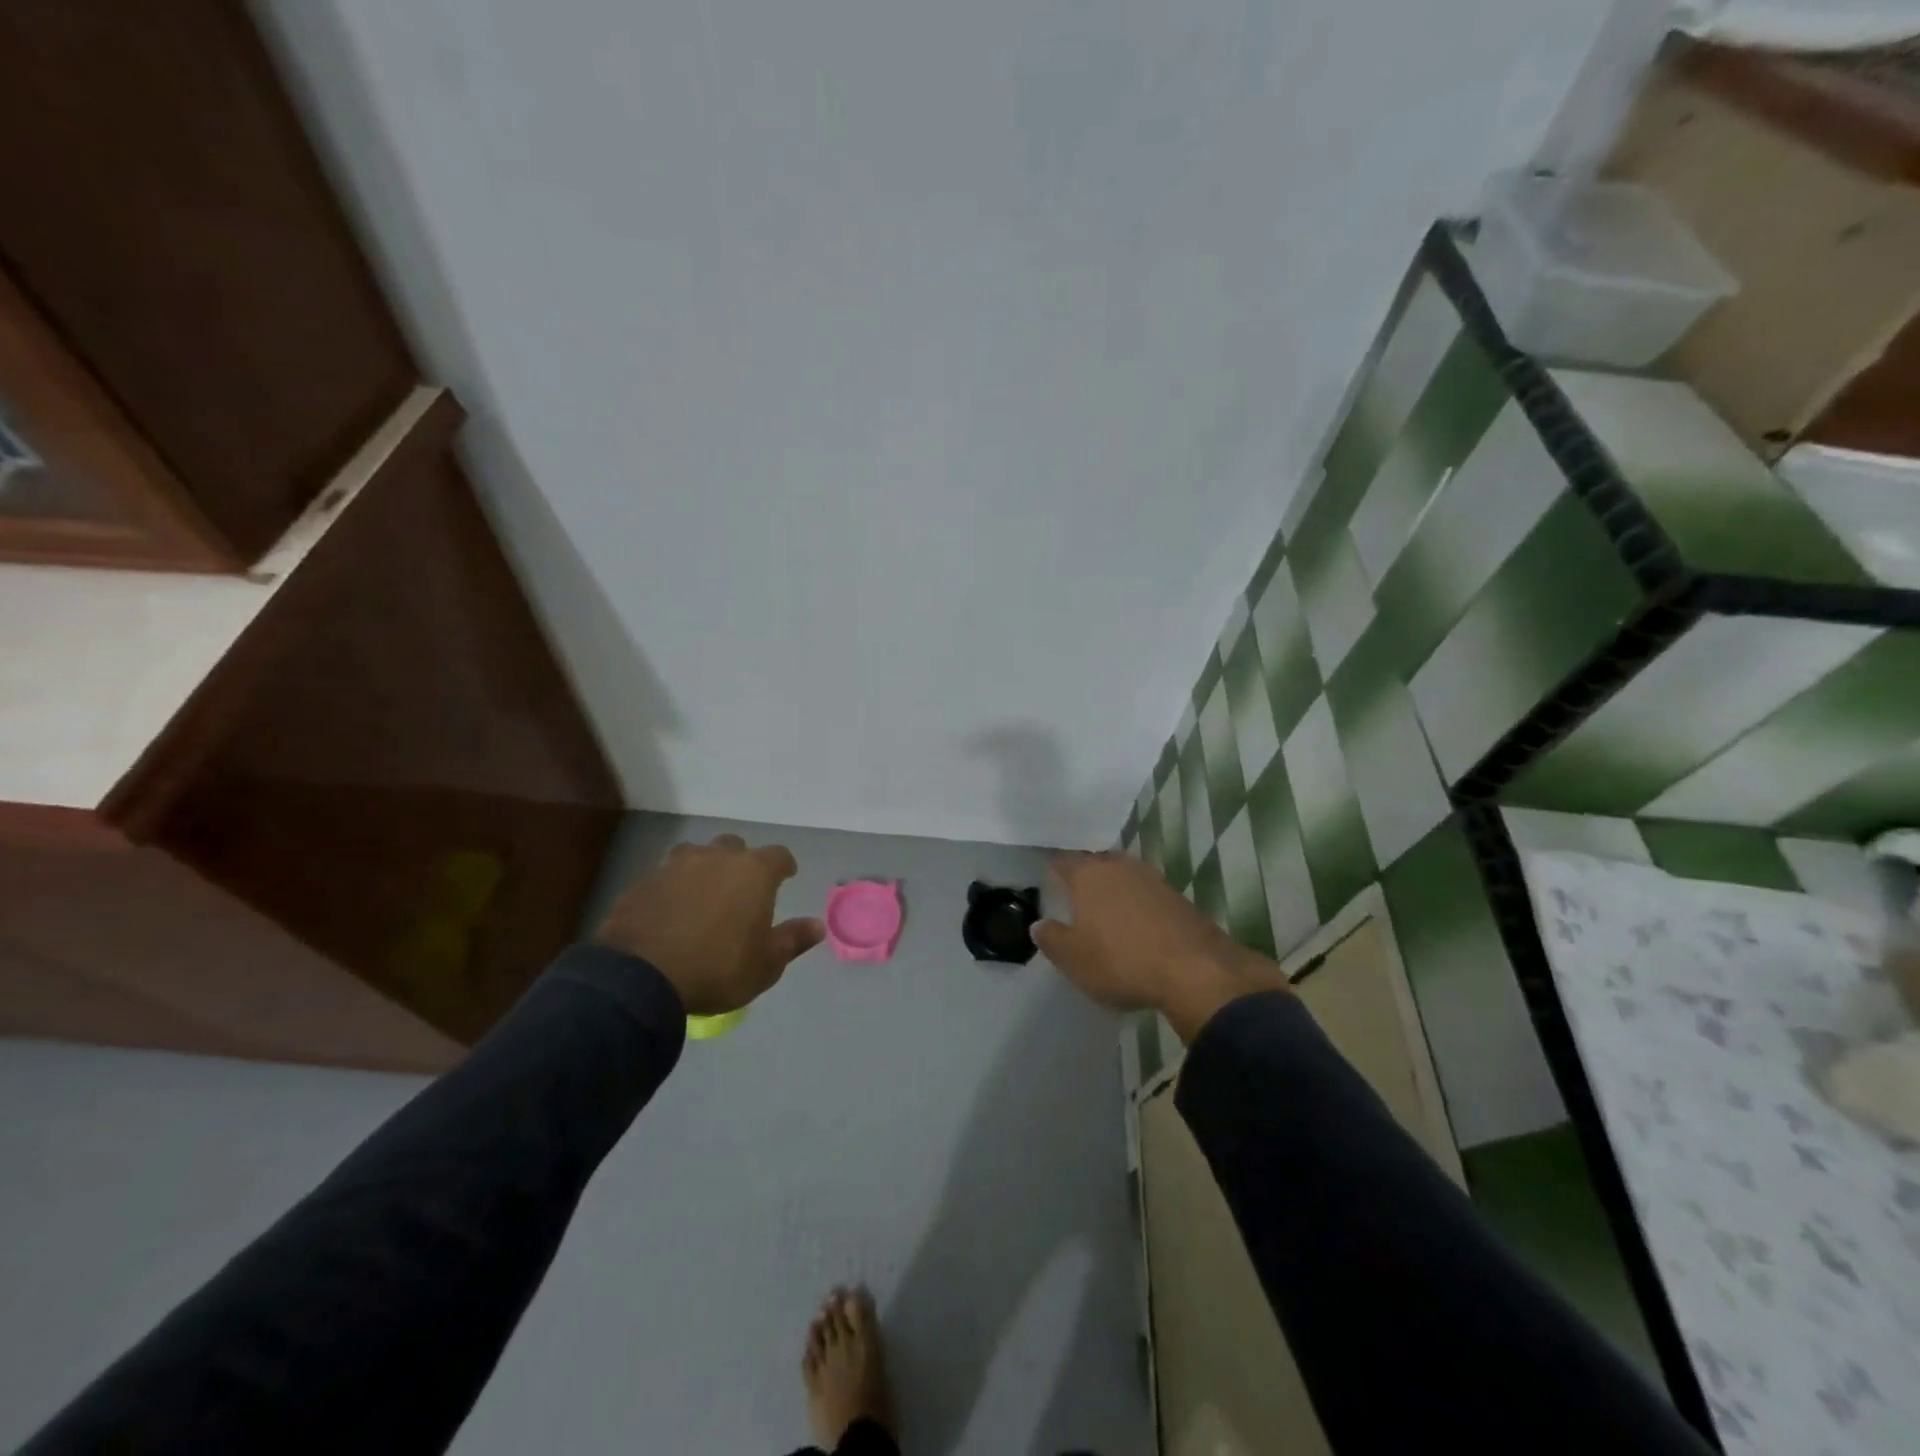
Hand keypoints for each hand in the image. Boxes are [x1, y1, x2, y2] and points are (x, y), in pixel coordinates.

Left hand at [595, 834, 825, 1016]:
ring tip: (703, 893)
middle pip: (735, 846)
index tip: (786, 876)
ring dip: (703, 868)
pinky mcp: (643, 883)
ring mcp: (675, 866)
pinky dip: (673, 888)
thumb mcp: (765, 964)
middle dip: (741, 861)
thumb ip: (792, 940)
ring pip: (696, 854)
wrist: (640, 977)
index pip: (779, 855)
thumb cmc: (717, 968)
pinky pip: (665, 877)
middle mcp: (716, 858)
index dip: (784, 866)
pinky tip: (671, 911)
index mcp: (753, 873)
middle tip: (741, 887)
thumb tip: (817, 925)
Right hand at [1034, 852, 1288, 1042]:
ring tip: (1106, 915)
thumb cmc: (1122, 960)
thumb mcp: (1073, 959)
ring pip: (1124, 877)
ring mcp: (1153, 879)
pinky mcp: (1178, 898)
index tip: (1048, 884)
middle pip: (1096, 864)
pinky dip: (1139, 907)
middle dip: (1086, 878)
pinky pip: (1147, 896)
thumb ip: (1051, 938)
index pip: (1063, 861)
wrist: (1196, 971)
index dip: (1053, 871)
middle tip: (1075, 900)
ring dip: (1115, 892)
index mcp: (1089, 874)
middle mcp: (1120, 866)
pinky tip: (1137, 929)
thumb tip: (1040, 924)